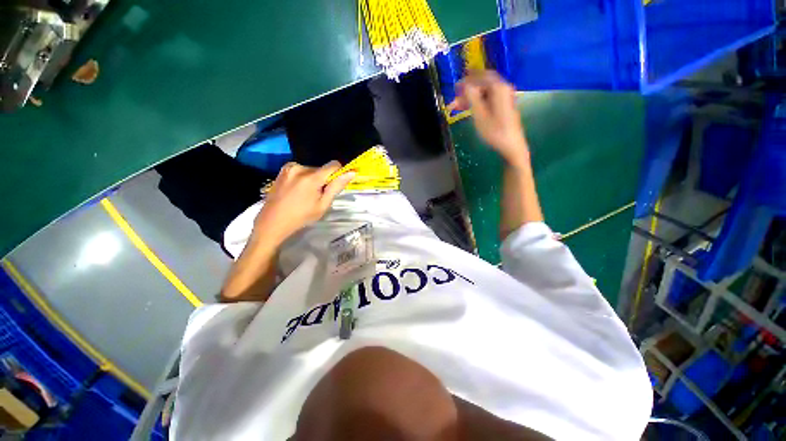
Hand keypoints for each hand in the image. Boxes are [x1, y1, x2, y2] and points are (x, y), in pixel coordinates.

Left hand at [254, 161, 354, 242]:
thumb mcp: (323, 205)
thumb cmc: (301, 217)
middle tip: (318, 196)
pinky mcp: (283, 170)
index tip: (337, 184)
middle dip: (324, 180)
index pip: (333, 165)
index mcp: (311, 177)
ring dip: (314, 179)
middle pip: (322, 169)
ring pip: (311, 170)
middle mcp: (300, 167)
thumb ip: (336, 187)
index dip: (339, 173)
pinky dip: (304, 178)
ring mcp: (289, 168)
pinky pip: (301, 171)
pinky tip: (298, 191)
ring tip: (306, 195)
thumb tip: (351, 173)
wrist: (272, 222)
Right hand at [449, 70, 528, 167]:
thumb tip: (465, 84)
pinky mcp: (504, 106)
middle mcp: (503, 89)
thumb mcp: (479, 114)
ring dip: (471, 97)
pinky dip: (478, 102)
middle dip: (468, 90)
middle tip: (455, 97)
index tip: (456, 86)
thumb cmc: (494, 131)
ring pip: (484, 93)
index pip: (481, 77)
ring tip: (458, 106)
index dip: (467, 79)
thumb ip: (472, 97)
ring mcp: (505, 98)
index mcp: (499, 88)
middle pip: (483, 84)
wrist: (511, 145)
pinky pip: (488, 99)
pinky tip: (469, 109)